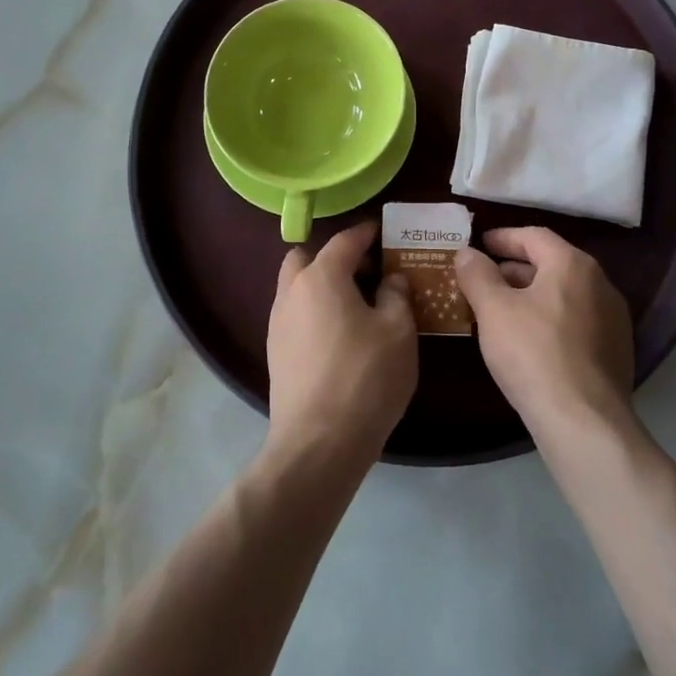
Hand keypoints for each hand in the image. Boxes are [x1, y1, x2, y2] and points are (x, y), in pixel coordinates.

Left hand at [266, 221, 417, 462]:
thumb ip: (396, 295)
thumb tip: (391, 280)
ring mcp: (278, 324)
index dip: (366, 233)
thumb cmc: (365, 377)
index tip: (383, 232)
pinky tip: (340, 335)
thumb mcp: (398, 331)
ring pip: (297, 287)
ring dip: (322, 285)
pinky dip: (315, 311)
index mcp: (321, 277)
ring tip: (357, 305)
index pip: (344, 240)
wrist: (318, 443)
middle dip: (335, 257)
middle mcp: (292, 292)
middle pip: (307, 258)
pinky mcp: (276, 353)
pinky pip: (296, 315)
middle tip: (366, 273)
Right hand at [455, 227, 633, 437]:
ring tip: (502, 311)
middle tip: (485, 279)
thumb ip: (477, 275)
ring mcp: (613, 319)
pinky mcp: (616, 352)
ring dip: (533, 295)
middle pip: (552, 263)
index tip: (480, 245)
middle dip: (516, 269)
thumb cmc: (533, 354)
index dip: (503, 238)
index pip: (534, 236)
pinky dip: (551, 319)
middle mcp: (600, 283)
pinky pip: (577, 321)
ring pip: (565, 294)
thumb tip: (466, 252)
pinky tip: (530, 341)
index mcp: (573, 264)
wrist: (584, 422)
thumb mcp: (493, 310)